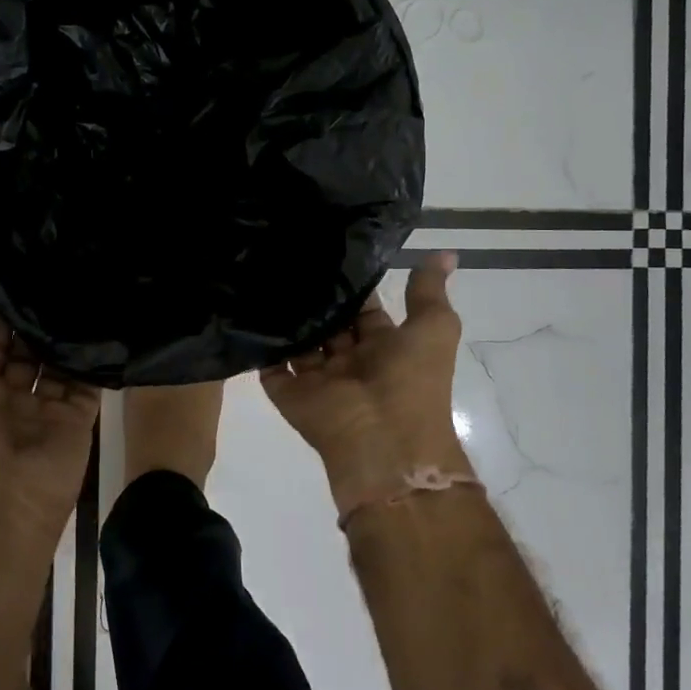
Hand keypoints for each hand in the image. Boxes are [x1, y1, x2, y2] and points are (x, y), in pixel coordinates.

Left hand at [0, 295, 100, 565]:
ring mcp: (47, 408)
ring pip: (59, 362)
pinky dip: (96, 358)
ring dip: (68, 334)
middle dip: (39, 320)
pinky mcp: (78, 419)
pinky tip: (106, 323)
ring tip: (87, 290)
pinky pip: (89, 382)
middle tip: (63, 275)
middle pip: (28, 349)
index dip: (1, 312)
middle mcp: (11, 396)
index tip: (22, 271)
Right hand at [260, 254, 469, 510]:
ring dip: (285, 315)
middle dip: (313, 296)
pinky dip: (258, 343)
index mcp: (382, 347)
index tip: (327, 248)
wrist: (384, 441)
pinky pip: (268, 363)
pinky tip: (244, 307)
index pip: (361, 309)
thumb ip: (428, 292)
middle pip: (327, 322)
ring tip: (262, 271)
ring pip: (296, 340)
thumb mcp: (434, 328)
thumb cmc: (412, 381)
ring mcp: (316, 377)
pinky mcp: (287, 391)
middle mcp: (348, 360)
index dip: (350, 284)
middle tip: (287, 253)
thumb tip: (446, 253)